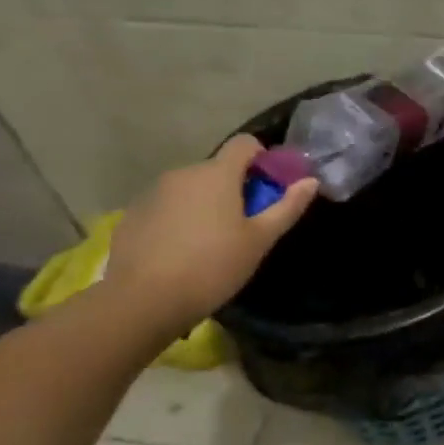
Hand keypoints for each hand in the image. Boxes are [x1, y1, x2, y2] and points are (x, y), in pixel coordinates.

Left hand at [104, 135, 316, 333]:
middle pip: (217, 169)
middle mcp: (184, 173)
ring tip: (210, 244)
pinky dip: (179, 219)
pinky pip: (166, 206)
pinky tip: (180, 253)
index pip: (245, 143)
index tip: (268, 187)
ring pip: (190, 188)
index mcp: (217, 174)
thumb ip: (287, 207)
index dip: (262, 158)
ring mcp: (153, 192)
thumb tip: (310, 181)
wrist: (141, 300)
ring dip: (205, 204)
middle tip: (244, 226)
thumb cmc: (212, 267)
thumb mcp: (259, 241)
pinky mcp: (133, 214)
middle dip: (234, 188)